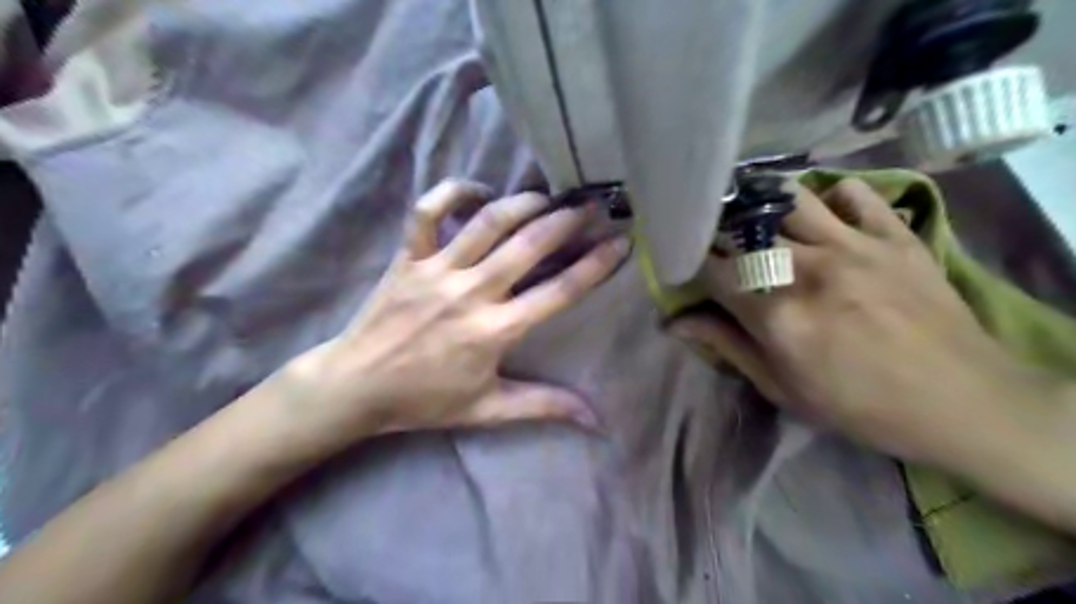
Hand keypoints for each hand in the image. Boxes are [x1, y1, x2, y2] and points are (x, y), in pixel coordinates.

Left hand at [282, 180, 631, 447]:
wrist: (357, 385)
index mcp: (495, 331)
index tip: (620, 243)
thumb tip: (596, 420)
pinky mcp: (407, 257)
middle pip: (529, 245)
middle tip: (590, 207)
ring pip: (487, 222)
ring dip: (523, 203)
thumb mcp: (488, 409)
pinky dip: (452, 192)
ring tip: (547, 197)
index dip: (595, 265)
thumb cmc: (425, 399)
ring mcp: (436, 270)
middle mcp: (471, 293)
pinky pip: (427, 212)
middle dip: (567, 221)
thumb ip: (544, 406)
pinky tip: (479, 192)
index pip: (558, 292)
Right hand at [669, 180, 1056, 460]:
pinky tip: (826, 215)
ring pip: (792, 199)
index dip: (692, 262)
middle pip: (745, 229)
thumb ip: (727, 346)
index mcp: (777, 314)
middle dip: (721, 230)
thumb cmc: (860, 405)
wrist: (965, 402)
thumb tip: (675, 323)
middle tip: (719, 239)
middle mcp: (809, 269)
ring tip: (760, 217)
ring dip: (765, 204)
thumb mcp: (783, 388)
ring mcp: (855, 246)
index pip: (714, 270)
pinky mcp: (895, 235)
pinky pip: (855, 193)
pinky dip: (833, 197)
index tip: (688, 263)